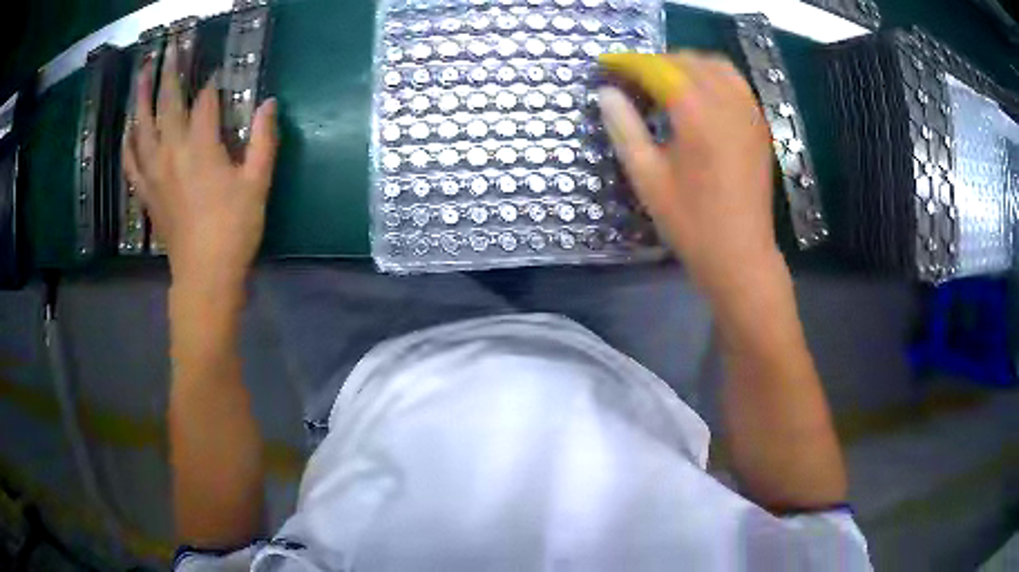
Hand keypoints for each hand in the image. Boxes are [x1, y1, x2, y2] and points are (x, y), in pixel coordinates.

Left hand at [123, 48, 278, 289]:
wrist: (204, 276)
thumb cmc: (234, 230)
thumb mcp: (258, 183)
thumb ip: (264, 139)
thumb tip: (270, 103)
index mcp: (201, 147)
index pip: (205, 102)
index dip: (213, 85)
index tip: (219, 75)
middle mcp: (172, 152)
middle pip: (167, 104)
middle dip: (169, 74)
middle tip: (168, 49)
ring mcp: (154, 172)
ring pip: (142, 127)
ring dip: (141, 98)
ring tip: (140, 76)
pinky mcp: (147, 192)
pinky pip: (131, 162)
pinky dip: (128, 143)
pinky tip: (127, 130)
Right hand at [598, 52, 779, 297]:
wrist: (740, 254)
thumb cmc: (690, 222)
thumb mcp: (646, 177)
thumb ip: (624, 128)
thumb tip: (606, 93)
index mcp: (696, 113)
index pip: (657, 68)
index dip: (629, 63)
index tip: (607, 65)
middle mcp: (726, 102)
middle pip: (688, 61)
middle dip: (656, 62)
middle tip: (633, 80)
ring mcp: (748, 112)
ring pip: (716, 66)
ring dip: (687, 66)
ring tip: (666, 84)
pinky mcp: (759, 125)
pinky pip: (736, 83)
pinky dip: (713, 78)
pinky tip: (700, 98)